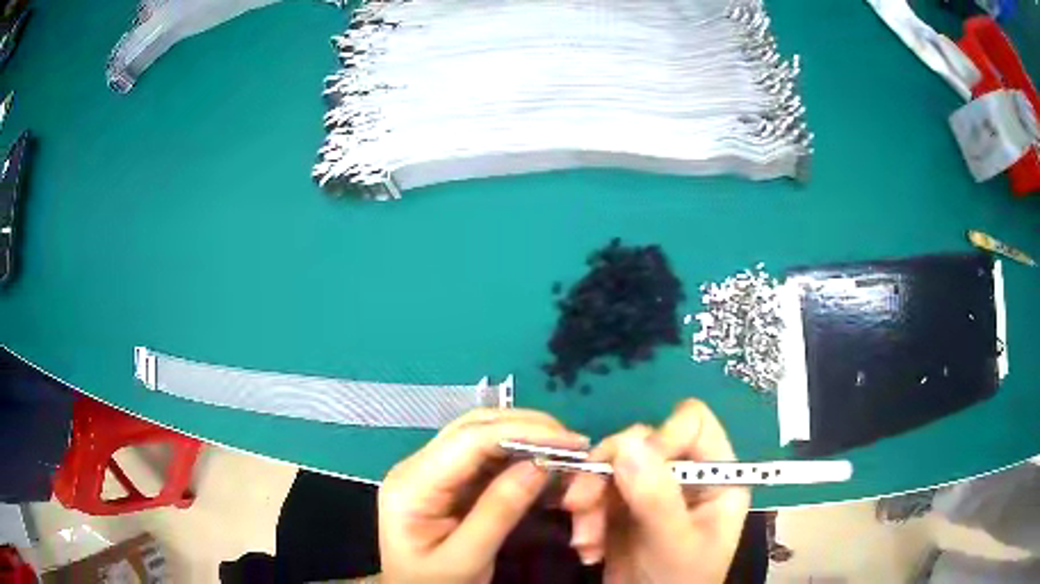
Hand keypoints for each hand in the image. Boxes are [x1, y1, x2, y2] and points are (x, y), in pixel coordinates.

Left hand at [379, 408, 588, 583]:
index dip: (523, 433)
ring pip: (482, 434)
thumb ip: (499, 512)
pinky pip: (486, 456)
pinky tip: (544, 465)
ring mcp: (431, 469)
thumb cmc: (434, 583)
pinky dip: (519, 455)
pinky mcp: (446, 478)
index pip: (469, 440)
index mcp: (412, 485)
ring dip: (526, 437)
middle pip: (474, 427)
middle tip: (574, 444)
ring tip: (565, 452)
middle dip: (528, 428)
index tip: (571, 442)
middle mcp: (417, 466)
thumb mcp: (467, 558)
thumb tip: (540, 464)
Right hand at [562, 399, 749, 583]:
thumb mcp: (673, 544)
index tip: (628, 469)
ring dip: (589, 501)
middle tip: (579, 506)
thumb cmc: (679, 583)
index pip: (692, 424)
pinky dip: (585, 518)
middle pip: (642, 440)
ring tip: (584, 541)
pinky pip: (596, 491)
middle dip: (606, 474)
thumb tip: (627, 443)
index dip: (659, 438)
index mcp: (716, 476)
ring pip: (612, 465)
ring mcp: (652, 489)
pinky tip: (588, 549)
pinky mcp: (624, 506)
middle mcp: (686, 474)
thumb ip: (656, 498)